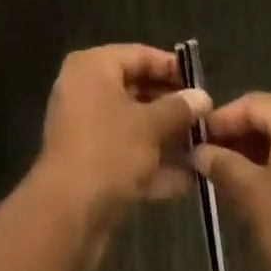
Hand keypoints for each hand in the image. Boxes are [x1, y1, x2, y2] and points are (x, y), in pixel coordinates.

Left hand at [35, 45, 210, 234]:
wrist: (66, 214)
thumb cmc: (109, 151)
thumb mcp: (150, 125)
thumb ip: (178, 108)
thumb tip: (202, 96)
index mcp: (94, 67)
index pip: (139, 55)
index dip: (172, 69)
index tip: (201, 84)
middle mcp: (85, 89)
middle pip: (136, 90)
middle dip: (171, 108)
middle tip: (204, 119)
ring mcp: (84, 128)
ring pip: (132, 125)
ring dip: (165, 138)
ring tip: (202, 149)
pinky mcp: (88, 163)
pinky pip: (124, 153)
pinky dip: (151, 163)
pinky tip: (186, 181)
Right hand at [194, 92, 270, 270]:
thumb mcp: (252, 194)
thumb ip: (223, 165)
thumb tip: (199, 151)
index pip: (251, 103)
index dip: (221, 120)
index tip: (197, 139)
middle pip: (269, 118)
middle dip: (238, 138)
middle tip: (210, 159)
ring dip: (256, 154)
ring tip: (230, 178)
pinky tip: (260, 192)